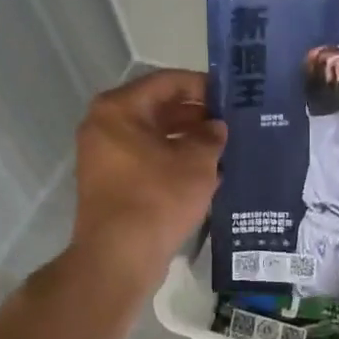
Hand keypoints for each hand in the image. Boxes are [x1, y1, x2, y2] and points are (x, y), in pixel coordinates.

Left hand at [71, 69, 225, 285]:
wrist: (119, 257)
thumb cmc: (157, 199)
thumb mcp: (196, 163)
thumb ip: (210, 137)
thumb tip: (216, 128)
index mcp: (119, 109)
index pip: (168, 82)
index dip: (203, 86)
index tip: (232, 96)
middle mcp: (105, 126)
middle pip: (158, 108)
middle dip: (197, 115)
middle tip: (233, 123)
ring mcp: (104, 156)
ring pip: (154, 136)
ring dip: (188, 140)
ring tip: (225, 147)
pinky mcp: (111, 183)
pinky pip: (147, 159)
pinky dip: (174, 161)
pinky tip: (206, 172)